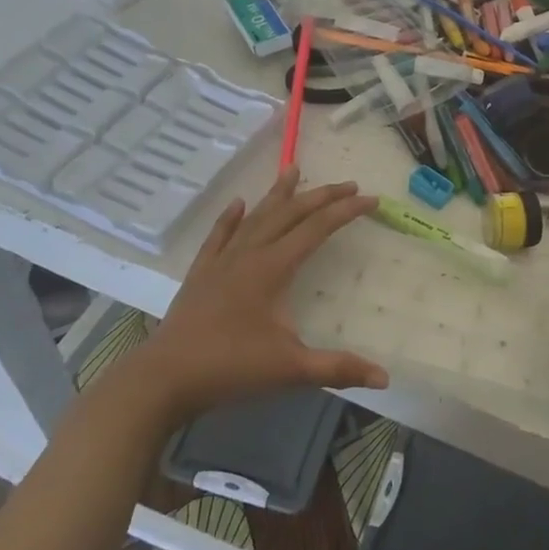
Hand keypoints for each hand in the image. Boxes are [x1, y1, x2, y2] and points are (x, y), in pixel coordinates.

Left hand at [123, 168, 386, 420]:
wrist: (163, 380)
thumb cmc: (229, 368)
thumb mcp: (291, 370)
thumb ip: (338, 368)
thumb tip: (385, 378)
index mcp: (272, 269)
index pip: (316, 229)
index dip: (345, 211)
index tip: (371, 199)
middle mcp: (248, 255)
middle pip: (289, 214)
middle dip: (321, 196)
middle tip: (348, 183)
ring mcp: (221, 262)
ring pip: (255, 217)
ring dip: (278, 194)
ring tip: (293, 169)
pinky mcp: (200, 275)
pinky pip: (219, 236)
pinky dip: (231, 218)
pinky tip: (237, 204)